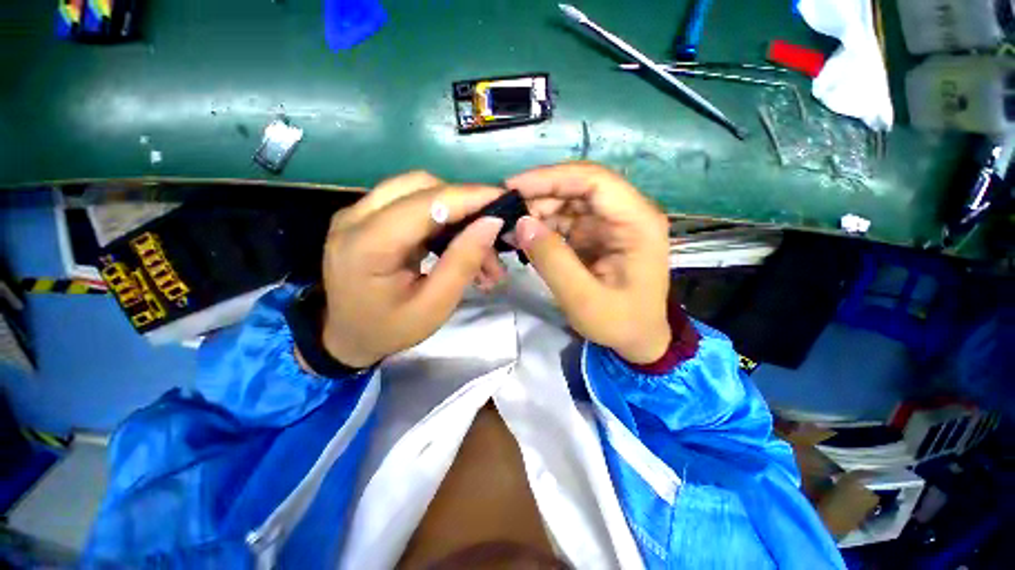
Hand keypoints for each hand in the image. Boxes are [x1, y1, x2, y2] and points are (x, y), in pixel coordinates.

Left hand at [319, 171, 505, 367]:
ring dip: (455, 210)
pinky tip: (457, 240)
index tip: (505, 201)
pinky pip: (411, 202)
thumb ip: (462, 263)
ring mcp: (358, 212)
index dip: (469, 197)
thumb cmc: (389, 329)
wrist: (345, 336)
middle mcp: (356, 217)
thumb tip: (491, 223)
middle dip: (464, 203)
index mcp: (368, 245)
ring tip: (479, 244)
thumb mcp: (434, 307)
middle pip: (421, 186)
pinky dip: (441, 216)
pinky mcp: (367, 216)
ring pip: (418, 189)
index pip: (426, 203)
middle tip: (492, 230)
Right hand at [507, 162, 671, 363]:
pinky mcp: (595, 234)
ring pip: (569, 200)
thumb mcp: (583, 299)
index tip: (513, 187)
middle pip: (579, 186)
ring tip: (511, 229)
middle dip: (540, 195)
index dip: (551, 178)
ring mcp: (610, 223)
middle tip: (506, 212)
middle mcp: (626, 213)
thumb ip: (552, 260)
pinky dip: (542, 224)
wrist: (637, 338)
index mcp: (637, 222)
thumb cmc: (620, 323)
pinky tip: (524, 237)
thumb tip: (521, 223)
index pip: (594, 180)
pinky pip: (565, 219)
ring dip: (538, 210)